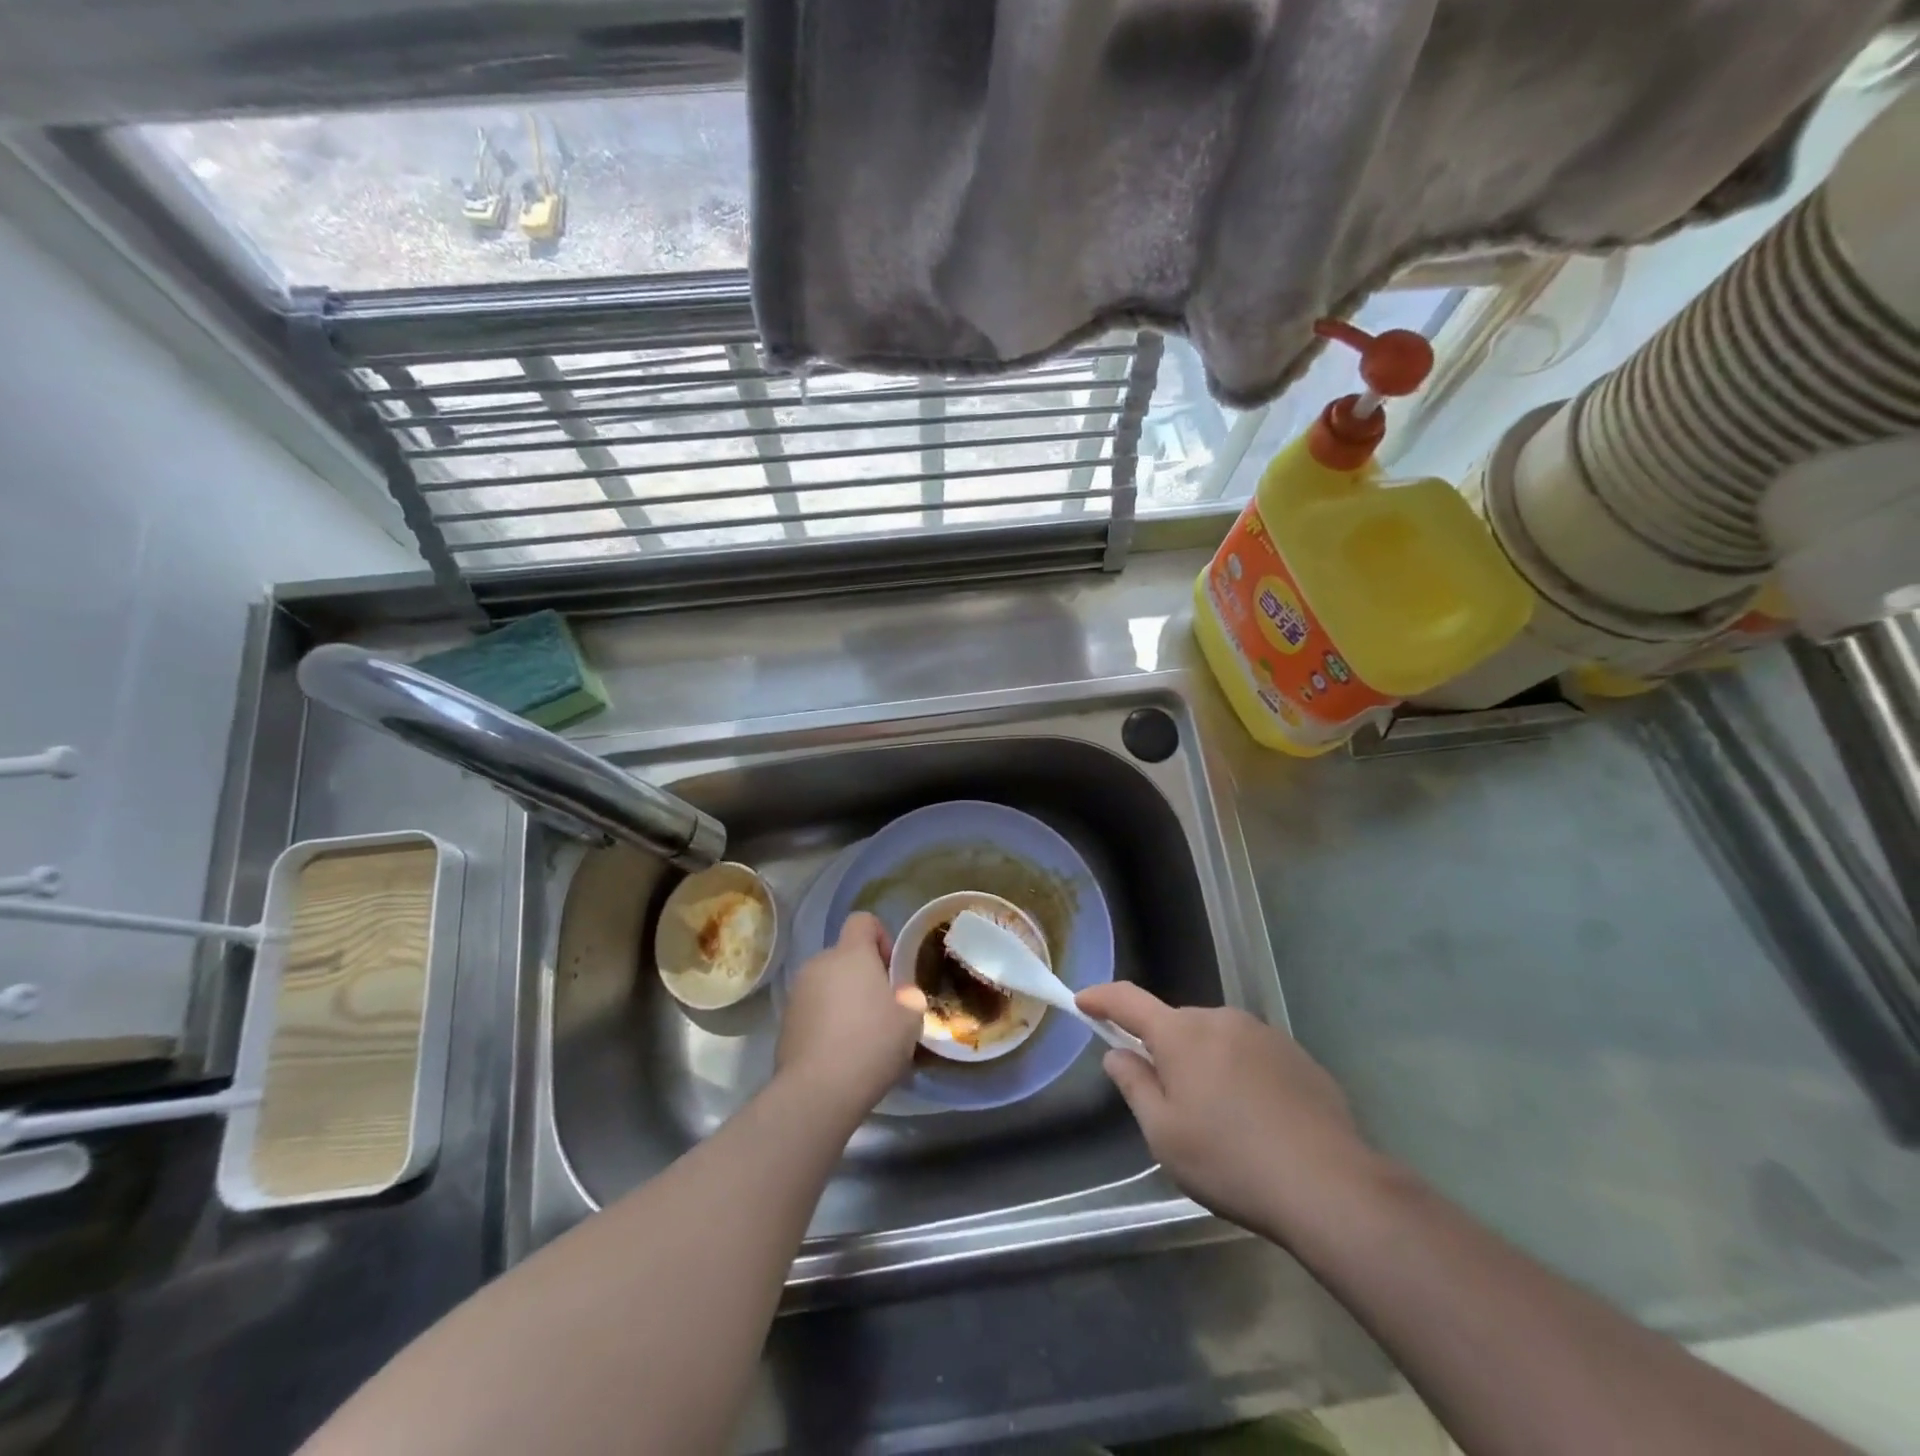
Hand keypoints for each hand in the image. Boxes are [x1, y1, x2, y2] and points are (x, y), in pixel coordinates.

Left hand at [777, 913, 926, 1119]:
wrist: (816, 1092)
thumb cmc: (871, 1044)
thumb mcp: (909, 1020)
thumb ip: (909, 997)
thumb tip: (901, 995)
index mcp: (850, 954)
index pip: (862, 921)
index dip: (881, 937)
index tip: (891, 970)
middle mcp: (819, 964)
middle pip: (844, 956)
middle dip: (862, 976)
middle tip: (881, 1009)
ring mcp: (797, 993)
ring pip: (827, 984)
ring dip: (843, 999)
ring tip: (860, 1036)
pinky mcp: (784, 1022)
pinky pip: (813, 1010)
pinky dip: (826, 1022)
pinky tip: (839, 1053)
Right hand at [1075, 982, 1376, 1236]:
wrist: (1329, 1186)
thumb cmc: (1230, 1161)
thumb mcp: (1164, 1134)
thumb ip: (1134, 1085)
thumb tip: (1118, 1053)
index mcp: (1181, 1033)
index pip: (1128, 1000)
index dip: (1101, 998)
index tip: (1082, 1000)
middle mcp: (1221, 1019)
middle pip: (1176, 1025)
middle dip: (1163, 1049)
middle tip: (1167, 1101)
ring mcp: (1263, 1034)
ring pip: (1215, 1039)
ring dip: (1204, 1063)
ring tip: (1218, 1119)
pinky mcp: (1297, 1055)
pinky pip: (1250, 1055)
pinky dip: (1239, 1075)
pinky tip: (1256, 1120)